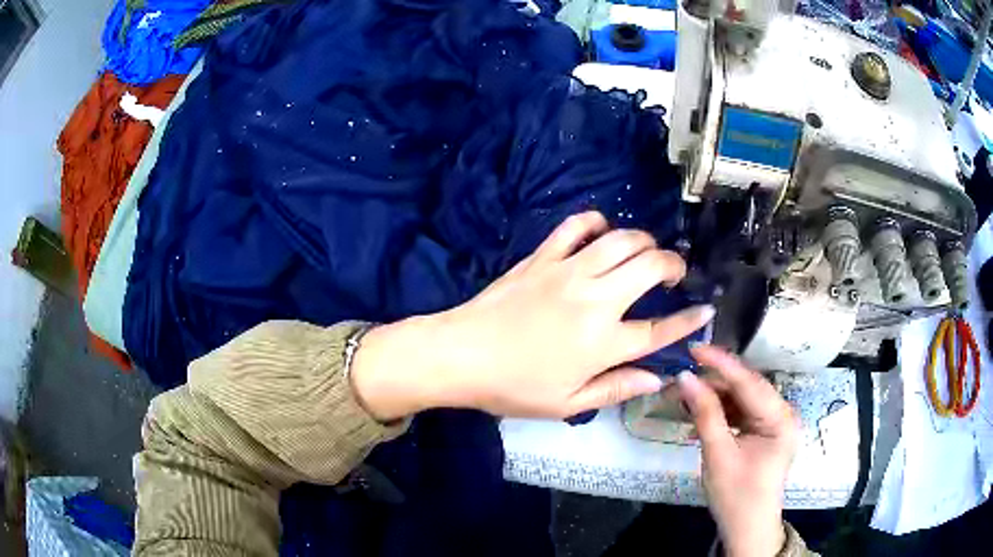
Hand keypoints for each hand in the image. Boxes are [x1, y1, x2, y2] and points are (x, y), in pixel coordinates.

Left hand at [351, 211, 714, 420]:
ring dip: (644, 240)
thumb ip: (616, 389)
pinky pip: (576, 226)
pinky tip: (602, 232)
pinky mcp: (543, 256)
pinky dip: (596, 222)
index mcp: (603, 343)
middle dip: (673, 264)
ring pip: (621, 240)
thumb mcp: (566, 404)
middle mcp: (594, 300)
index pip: (659, 329)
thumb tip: (657, 378)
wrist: (461, 355)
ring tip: (647, 252)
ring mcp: (568, 271)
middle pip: (650, 267)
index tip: (706, 309)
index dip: (689, 320)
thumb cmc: (513, 387)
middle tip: (675, 273)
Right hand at [677, 346, 799, 556]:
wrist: (747, 529)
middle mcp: (783, 413)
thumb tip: (685, 378)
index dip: (720, 362)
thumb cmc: (736, 496)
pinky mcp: (765, 432)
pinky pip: (743, 413)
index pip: (748, 381)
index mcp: (780, 418)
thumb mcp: (718, 454)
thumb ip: (705, 413)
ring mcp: (775, 423)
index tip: (693, 348)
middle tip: (682, 377)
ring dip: (715, 397)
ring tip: (686, 395)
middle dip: (714, 381)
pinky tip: (701, 413)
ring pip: (743, 399)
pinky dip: (722, 412)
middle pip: (746, 387)